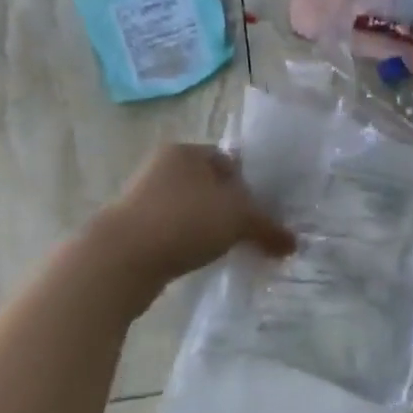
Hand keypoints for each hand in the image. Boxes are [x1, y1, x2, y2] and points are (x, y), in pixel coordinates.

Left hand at [92, 144, 295, 283]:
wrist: (119, 260)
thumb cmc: (184, 222)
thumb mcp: (238, 220)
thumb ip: (269, 228)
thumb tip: (293, 244)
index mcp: (186, 152)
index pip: (229, 162)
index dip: (251, 186)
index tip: (263, 212)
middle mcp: (162, 168)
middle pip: (210, 187)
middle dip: (231, 209)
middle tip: (251, 232)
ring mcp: (142, 199)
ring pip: (191, 210)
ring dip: (210, 228)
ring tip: (228, 249)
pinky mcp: (132, 229)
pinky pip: (173, 232)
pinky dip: (189, 243)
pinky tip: (200, 260)